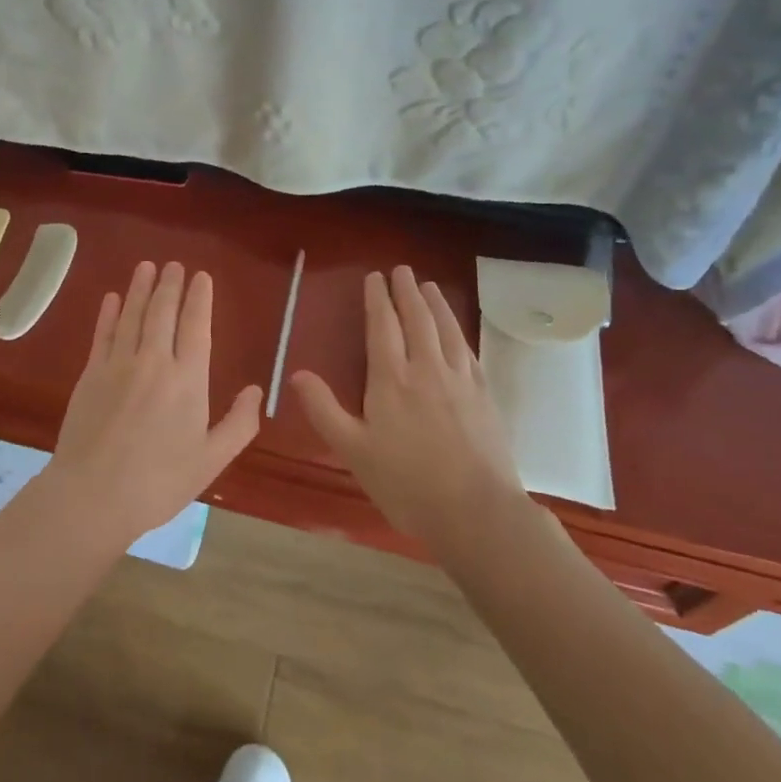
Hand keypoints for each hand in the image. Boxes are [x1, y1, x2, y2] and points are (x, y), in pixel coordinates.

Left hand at [43, 261, 263, 544]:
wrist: (93, 495)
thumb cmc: (159, 482)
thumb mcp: (211, 460)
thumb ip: (239, 423)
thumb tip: (255, 390)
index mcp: (188, 380)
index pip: (196, 326)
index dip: (199, 298)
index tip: (201, 276)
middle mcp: (154, 361)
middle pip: (163, 312)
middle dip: (170, 284)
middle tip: (173, 264)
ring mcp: (118, 365)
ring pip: (132, 316)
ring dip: (140, 288)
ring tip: (146, 266)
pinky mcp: (90, 374)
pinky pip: (103, 334)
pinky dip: (109, 313)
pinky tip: (113, 298)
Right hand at [292, 266, 520, 548]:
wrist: (476, 511)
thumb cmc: (406, 483)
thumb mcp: (353, 450)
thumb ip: (323, 410)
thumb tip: (296, 374)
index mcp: (391, 380)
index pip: (383, 327)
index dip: (377, 300)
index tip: (374, 277)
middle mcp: (427, 369)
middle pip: (417, 320)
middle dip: (407, 292)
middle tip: (402, 270)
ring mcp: (459, 380)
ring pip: (446, 329)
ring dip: (436, 304)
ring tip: (429, 286)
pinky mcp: (483, 395)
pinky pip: (468, 350)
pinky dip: (459, 331)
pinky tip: (457, 330)